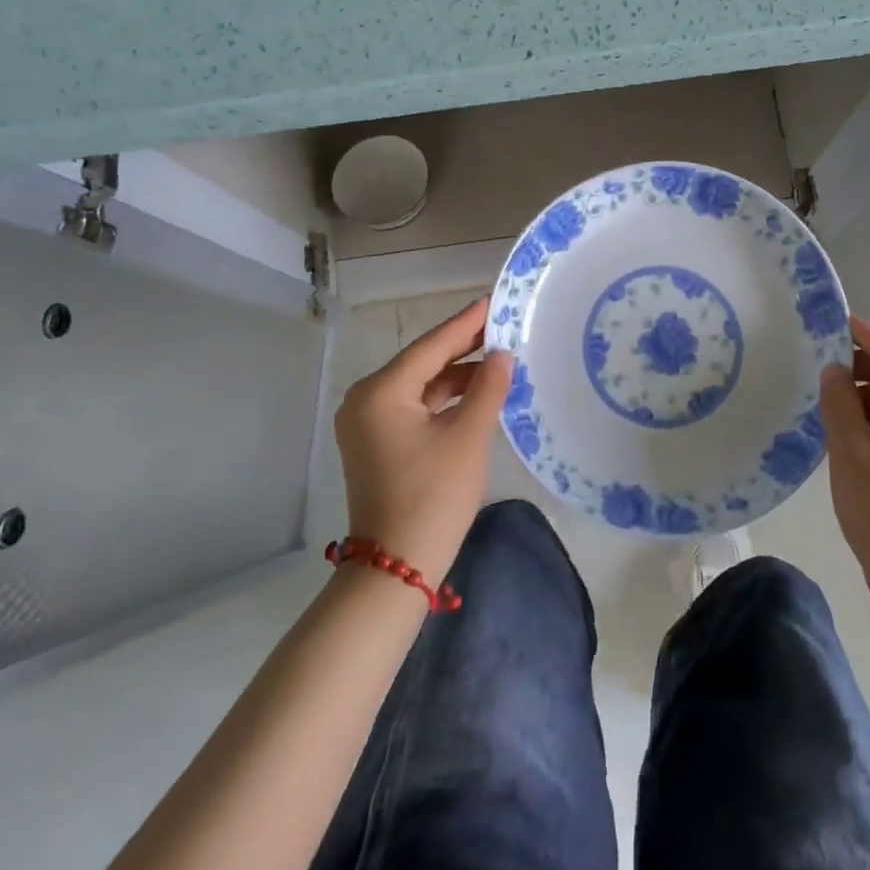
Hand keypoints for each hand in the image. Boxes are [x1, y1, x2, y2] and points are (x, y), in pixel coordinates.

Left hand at [333, 297, 513, 581]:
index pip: (431, 346)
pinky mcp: (377, 443)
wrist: (396, 568)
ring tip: (499, 360)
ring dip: (457, 376)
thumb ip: (487, 388)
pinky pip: (415, 407)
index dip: (467, 324)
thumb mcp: (468, 437)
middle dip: (463, 348)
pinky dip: (444, 400)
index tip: (494, 301)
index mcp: (381, 391)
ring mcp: (368, 423)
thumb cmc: (433, 496)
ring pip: (420, 386)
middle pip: (423, 363)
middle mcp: (366, 400)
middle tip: (503, 327)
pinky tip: (476, 393)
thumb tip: (502, 355)